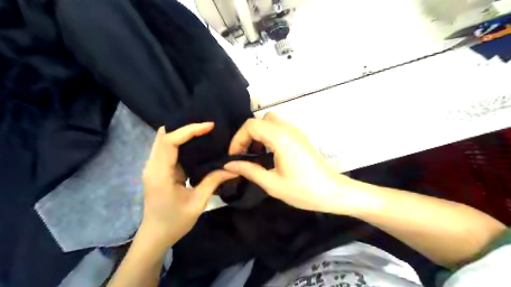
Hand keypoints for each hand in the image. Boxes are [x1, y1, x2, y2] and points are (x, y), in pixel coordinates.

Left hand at [141, 122, 236, 246]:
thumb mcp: (197, 203)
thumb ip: (213, 182)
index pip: (170, 141)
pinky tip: (196, 144)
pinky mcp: (158, 170)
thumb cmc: (174, 222)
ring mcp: (153, 167)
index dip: (189, 130)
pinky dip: (180, 142)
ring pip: (164, 140)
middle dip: (184, 127)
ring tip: (203, 131)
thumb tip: (233, 168)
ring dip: (182, 133)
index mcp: (160, 173)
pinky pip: (167, 149)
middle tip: (206, 126)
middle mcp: (152, 166)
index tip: (209, 126)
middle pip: (163, 136)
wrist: (155, 236)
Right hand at [224, 113, 355, 213]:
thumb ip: (249, 170)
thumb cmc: (302, 190)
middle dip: (248, 135)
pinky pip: (280, 128)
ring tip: (255, 154)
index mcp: (281, 139)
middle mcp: (289, 130)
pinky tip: (269, 154)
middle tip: (244, 154)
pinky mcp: (300, 137)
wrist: (331, 192)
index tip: (234, 156)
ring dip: (259, 134)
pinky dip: (269, 136)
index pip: (252, 126)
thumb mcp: (272, 183)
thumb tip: (228, 165)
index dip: (238, 138)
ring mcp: (296, 132)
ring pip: (271, 122)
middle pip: (261, 120)